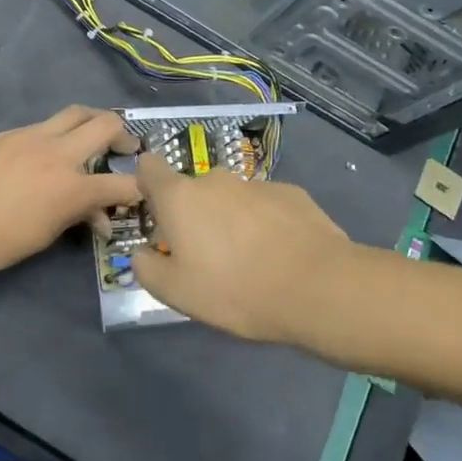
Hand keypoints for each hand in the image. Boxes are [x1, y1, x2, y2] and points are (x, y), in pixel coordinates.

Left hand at [0, 106, 140, 282]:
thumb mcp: (46, 235)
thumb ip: (77, 217)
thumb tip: (98, 216)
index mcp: (72, 187)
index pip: (122, 184)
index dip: (139, 189)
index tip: (143, 191)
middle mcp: (58, 153)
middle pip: (105, 124)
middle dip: (123, 134)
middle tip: (125, 148)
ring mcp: (32, 137)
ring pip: (75, 113)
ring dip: (92, 121)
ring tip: (94, 134)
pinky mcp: (9, 134)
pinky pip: (43, 125)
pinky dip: (57, 134)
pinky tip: (48, 151)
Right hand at [129, 153, 354, 344]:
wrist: (318, 287)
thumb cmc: (236, 290)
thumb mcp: (176, 293)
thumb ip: (147, 268)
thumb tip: (142, 252)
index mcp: (180, 197)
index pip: (149, 167)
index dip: (147, 186)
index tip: (157, 216)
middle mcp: (215, 180)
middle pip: (192, 190)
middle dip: (193, 216)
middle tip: (206, 257)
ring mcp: (256, 184)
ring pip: (231, 199)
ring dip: (230, 221)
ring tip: (249, 262)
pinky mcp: (292, 193)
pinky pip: (265, 206)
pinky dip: (265, 224)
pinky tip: (280, 256)